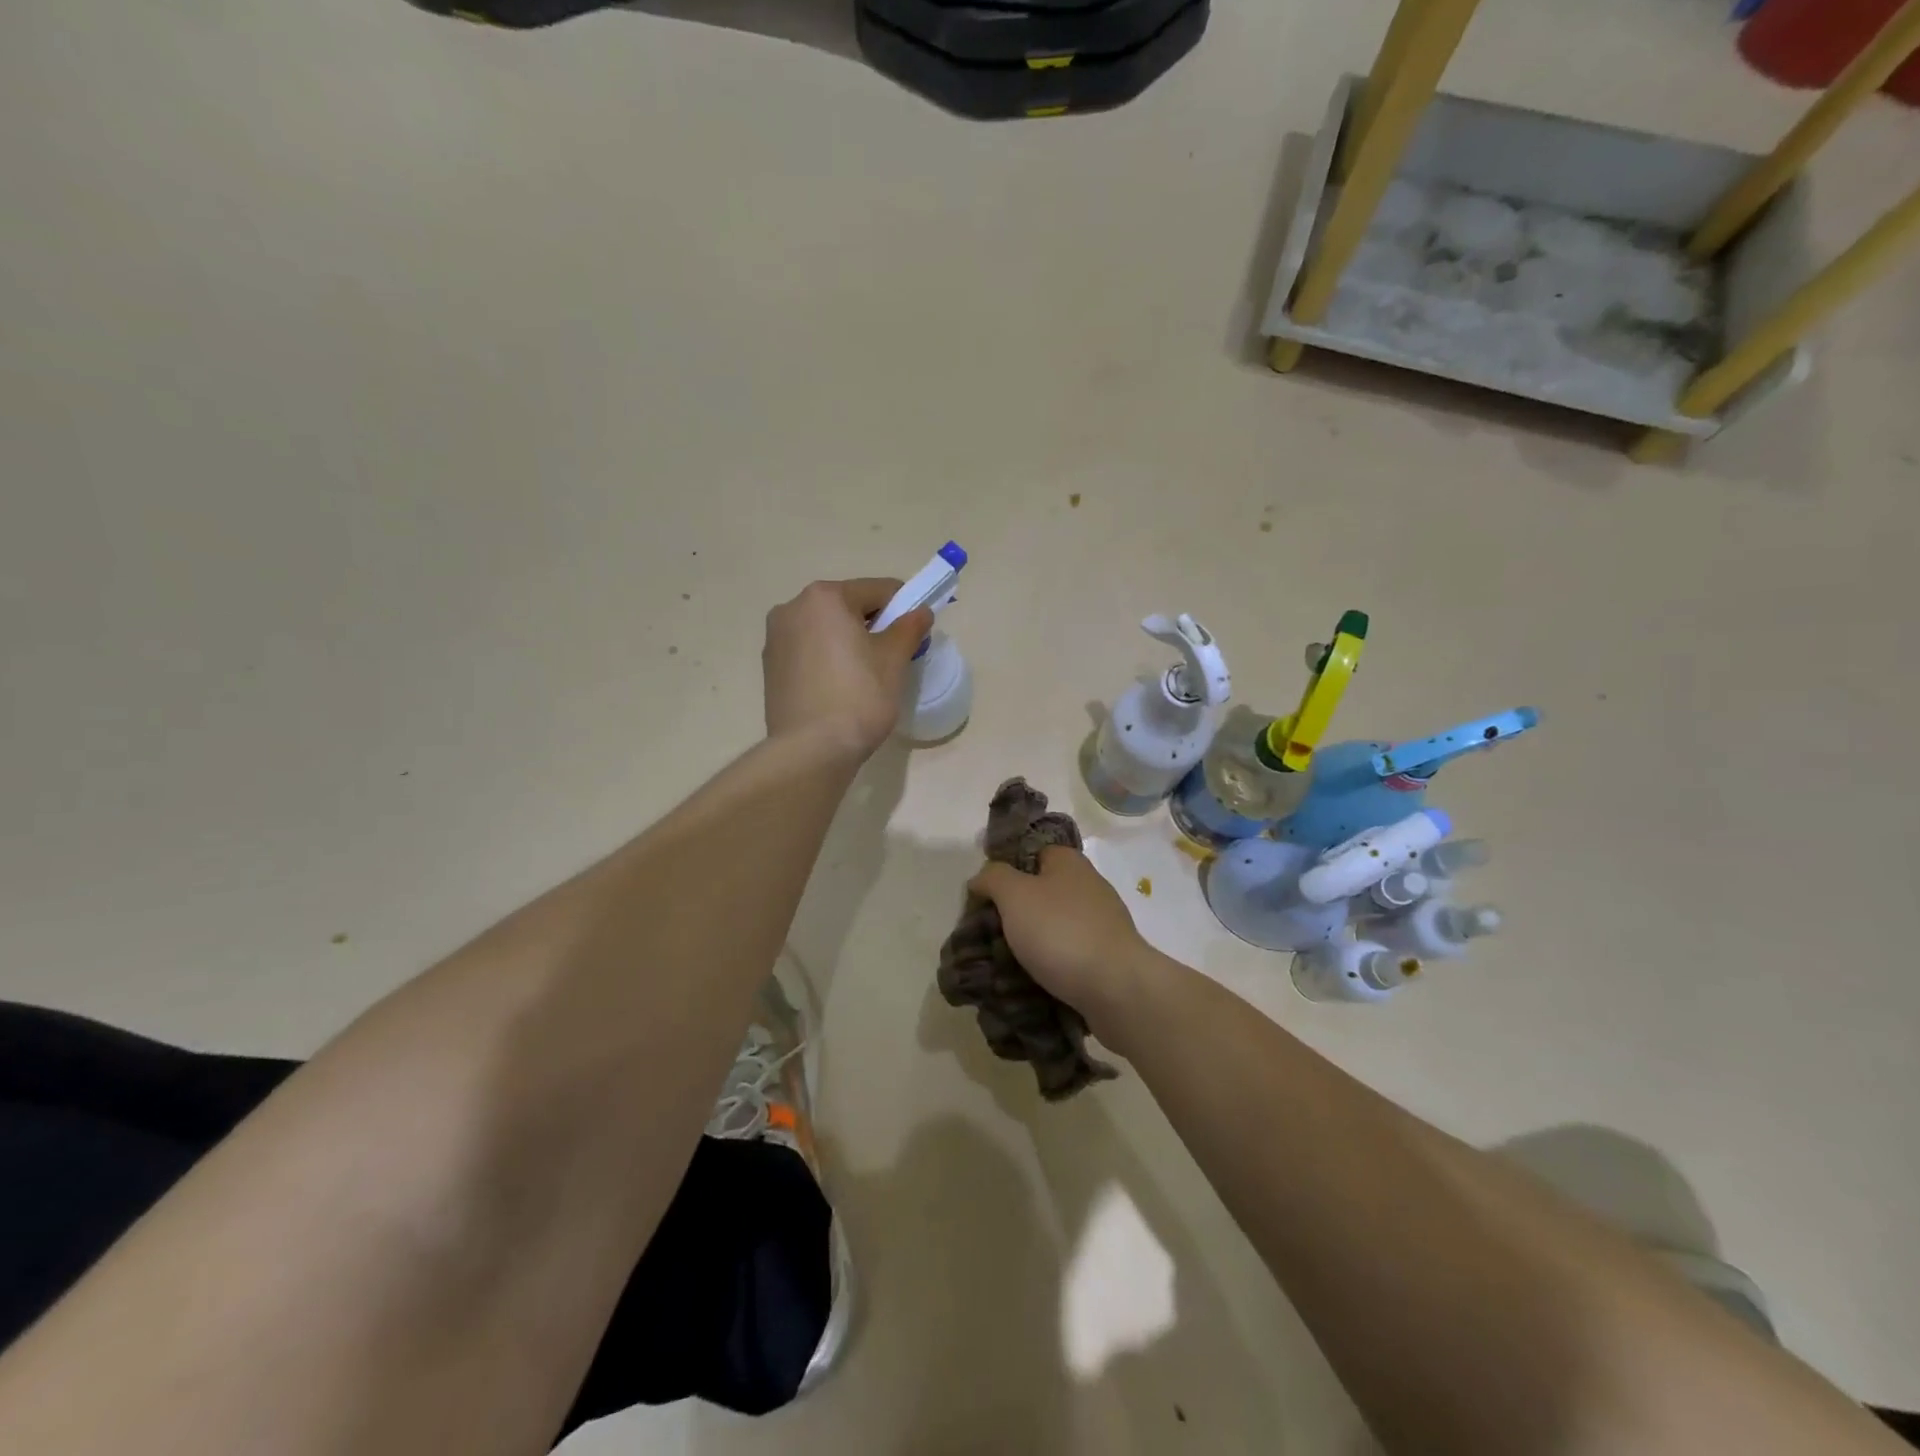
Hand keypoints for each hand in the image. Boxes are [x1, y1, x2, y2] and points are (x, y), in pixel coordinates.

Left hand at [763, 579, 933, 758]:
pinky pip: (809, 652)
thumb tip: (920, 612)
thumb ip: (909, 627)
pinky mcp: (770, 667)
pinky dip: (827, 660)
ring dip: (848, 642)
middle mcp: (792, 608)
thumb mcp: (893, 660)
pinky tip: (840, 688)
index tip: (916, 633)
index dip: (904, 608)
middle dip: (873, 625)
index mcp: (824, 597)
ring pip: (826, 630)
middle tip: (893, 658)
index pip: (877, 590)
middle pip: (848, 607)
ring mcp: (775, 638)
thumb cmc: (858, 697)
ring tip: (865, 677)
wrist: (811, 750)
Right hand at [967, 846, 1151, 1027]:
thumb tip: (981, 878)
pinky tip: (1031, 980)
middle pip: (1040, 891)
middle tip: (987, 933)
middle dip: (1013, 912)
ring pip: (1052, 925)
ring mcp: (1100, 922)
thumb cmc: (1061, 931)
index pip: (1030, 853)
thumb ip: (993, 878)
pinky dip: (1049, 964)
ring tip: (1003, 963)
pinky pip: (1067, 954)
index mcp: (1068, 862)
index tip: (983, 896)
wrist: (1117, 987)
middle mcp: (1088, 885)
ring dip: (1030, 942)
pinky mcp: (1106, 955)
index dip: (1004, 870)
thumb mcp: (1014, 895)